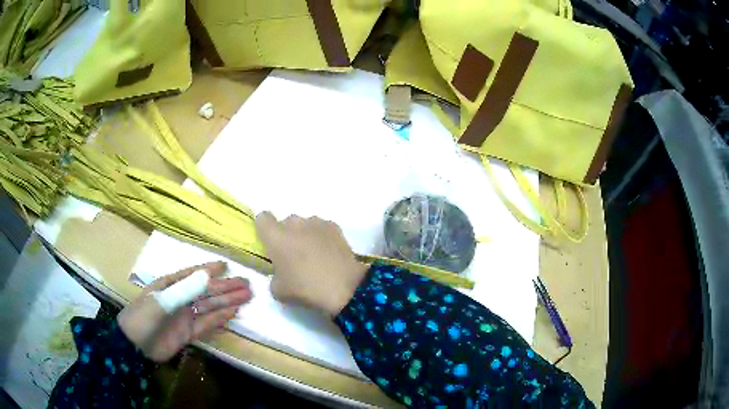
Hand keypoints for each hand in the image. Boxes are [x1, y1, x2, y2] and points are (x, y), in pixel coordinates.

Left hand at [117, 261, 251, 361]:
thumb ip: (184, 290)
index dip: (209, 269)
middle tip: (247, 284)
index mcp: (170, 285)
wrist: (135, 346)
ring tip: (246, 296)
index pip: (193, 273)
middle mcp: (180, 298)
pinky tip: (232, 313)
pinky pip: (207, 323)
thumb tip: (208, 276)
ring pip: (210, 306)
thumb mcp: (161, 301)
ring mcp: (185, 315)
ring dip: (227, 301)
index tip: (226, 265)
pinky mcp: (188, 332)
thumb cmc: (143, 317)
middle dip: (226, 287)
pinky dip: (220, 318)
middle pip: (206, 290)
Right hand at [255, 212, 368, 315]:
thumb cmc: (306, 289)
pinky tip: (328, 254)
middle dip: (287, 235)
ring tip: (314, 255)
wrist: (344, 287)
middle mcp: (294, 224)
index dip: (264, 229)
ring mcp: (316, 223)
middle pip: (285, 222)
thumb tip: (280, 273)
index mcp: (276, 237)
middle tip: (293, 255)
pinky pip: (321, 228)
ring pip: (304, 224)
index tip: (269, 243)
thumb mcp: (278, 291)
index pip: (262, 218)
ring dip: (305, 235)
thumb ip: (274, 276)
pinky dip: (322, 237)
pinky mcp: (334, 227)